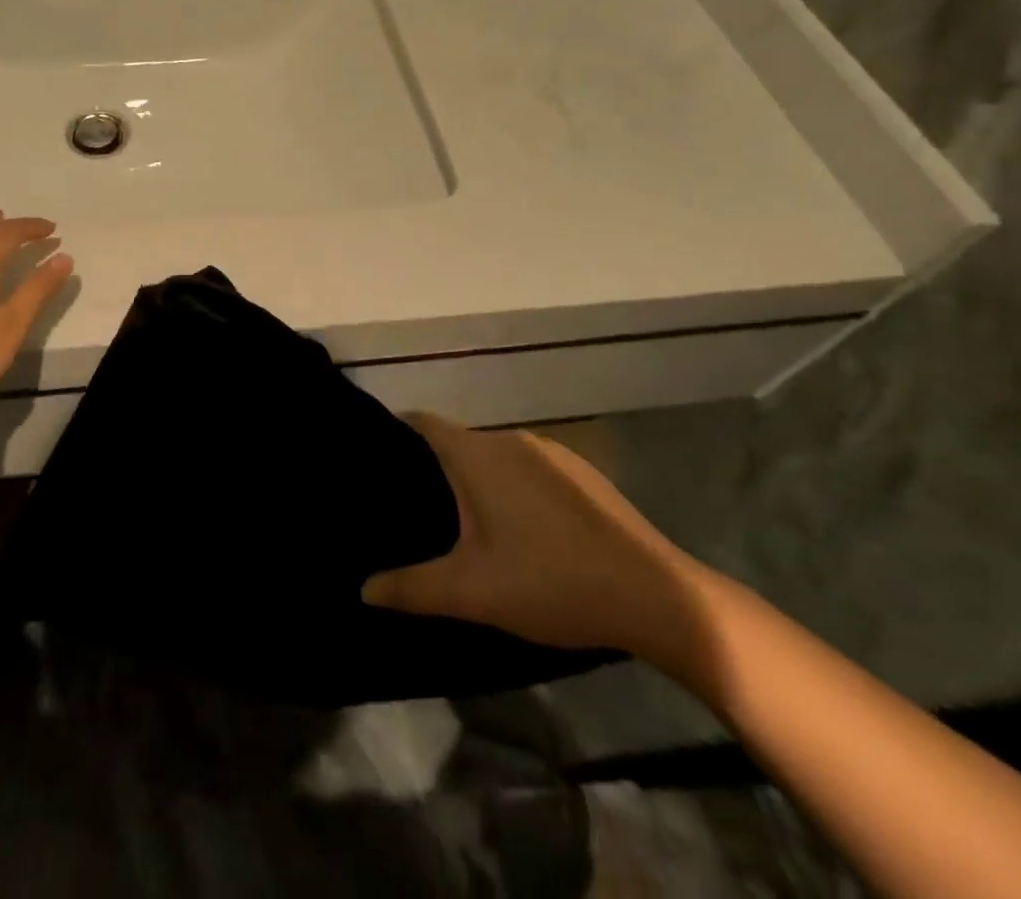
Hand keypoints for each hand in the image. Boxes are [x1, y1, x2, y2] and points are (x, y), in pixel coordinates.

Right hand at [362, 414, 709, 671]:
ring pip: (497, 456)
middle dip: (438, 468)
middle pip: (459, 441)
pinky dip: (515, 487)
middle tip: (420, 509)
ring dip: (479, 480)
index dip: (398, 436)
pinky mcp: (584, 473)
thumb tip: (363, 589)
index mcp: (478, 453)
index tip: (381, 464)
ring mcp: (553, 452)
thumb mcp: (472, 592)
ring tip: (468, 523)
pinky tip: (526, 531)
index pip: (424, 423)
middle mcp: (512, 439)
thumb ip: (411, 588)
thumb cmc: (550, 582)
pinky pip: (530, 468)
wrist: (657, 597)